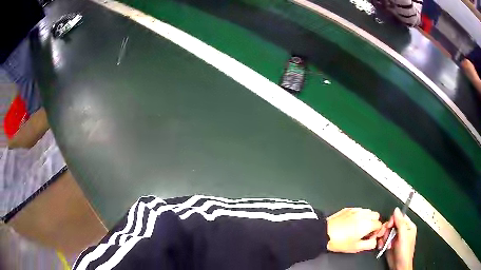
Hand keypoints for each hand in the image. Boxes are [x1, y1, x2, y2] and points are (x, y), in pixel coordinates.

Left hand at [326, 208, 382, 252]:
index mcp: (367, 224)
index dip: (376, 231)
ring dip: (367, 218)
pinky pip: (359, 210)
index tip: (371, 236)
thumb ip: (369, 244)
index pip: (379, 224)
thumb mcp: (356, 248)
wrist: (324, 233)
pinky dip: (359, 215)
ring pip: (368, 211)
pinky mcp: (348, 209)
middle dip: (374, 223)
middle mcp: (363, 215)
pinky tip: (352, 223)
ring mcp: (356, 210)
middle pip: (376, 215)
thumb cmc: (339, 241)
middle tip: (366, 232)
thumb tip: (374, 242)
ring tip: (359, 228)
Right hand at [377, 208, 416, 269]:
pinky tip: (381, 246)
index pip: (399, 217)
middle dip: (386, 230)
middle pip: (391, 224)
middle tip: (383, 236)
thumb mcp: (403, 236)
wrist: (399, 266)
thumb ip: (400, 223)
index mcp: (408, 226)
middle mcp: (402, 230)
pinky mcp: (389, 243)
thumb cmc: (404, 252)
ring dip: (383, 237)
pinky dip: (381, 242)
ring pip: (386, 231)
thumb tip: (396, 210)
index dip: (393, 221)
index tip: (388, 226)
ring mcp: (395, 237)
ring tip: (384, 244)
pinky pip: (383, 239)